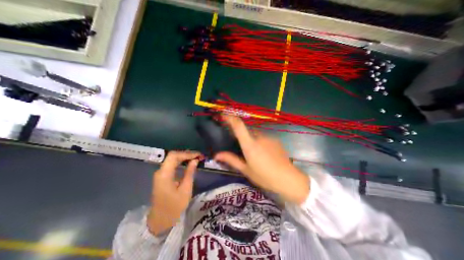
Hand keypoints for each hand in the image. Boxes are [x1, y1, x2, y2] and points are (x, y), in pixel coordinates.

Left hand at [146, 150, 201, 235]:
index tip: (198, 155)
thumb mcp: (185, 189)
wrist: (160, 220)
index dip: (187, 153)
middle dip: (186, 154)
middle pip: (173, 156)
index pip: (174, 156)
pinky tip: (188, 162)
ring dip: (184, 157)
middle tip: (199, 156)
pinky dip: (181, 161)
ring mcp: (160, 173)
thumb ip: (190, 172)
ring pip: (172, 159)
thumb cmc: (174, 207)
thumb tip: (195, 160)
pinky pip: (172, 164)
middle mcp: (160, 171)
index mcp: (164, 174)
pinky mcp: (162, 176)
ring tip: (196, 157)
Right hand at [215, 116, 308, 204]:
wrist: (288, 179)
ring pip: (255, 134)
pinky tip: (264, 154)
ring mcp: (268, 137)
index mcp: (250, 144)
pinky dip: (260, 142)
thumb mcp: (246, 170)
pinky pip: (263, 137)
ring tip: (255, 154)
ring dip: (251, 140)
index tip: (223, 115)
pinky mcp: (275, 139)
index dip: (230, 118)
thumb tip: (216, 155)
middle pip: (246, 131)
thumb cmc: (265, 176)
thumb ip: (231, 160)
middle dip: (242, 136)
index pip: (238, 126)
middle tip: (241, 148)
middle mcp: (259, 137)